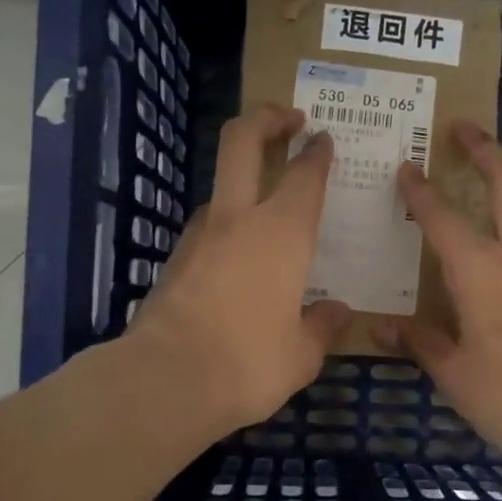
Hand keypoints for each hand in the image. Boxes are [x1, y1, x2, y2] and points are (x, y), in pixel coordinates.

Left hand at [125, 104, 350, 435]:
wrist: (164, 381)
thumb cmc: (248, 363)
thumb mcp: (301, 354)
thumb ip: (322, 326)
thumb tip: (337, 311)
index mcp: (283, 232)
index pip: (304, 174)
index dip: (317, 152)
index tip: (323, 140)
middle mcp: (238, 219)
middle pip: (242, 141)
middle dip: (266, 118)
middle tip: (289, 120)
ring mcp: (199, 236)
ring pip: (221, 188)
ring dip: (243, 182)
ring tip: (268, 213)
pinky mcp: (174, 260)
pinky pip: (208, 230)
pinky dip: (227, 229)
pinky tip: (239, 263)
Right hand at [375, 122, 501, 483]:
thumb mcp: (456, 376)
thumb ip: (421, 343)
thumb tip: (383, 328)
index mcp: (483, 272)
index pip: (444, 218)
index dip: (421, 191)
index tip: (406, 165)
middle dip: (486, 150)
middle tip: (463, 127)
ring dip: (501, 191)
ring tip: (469, 194)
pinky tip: (490, 267)